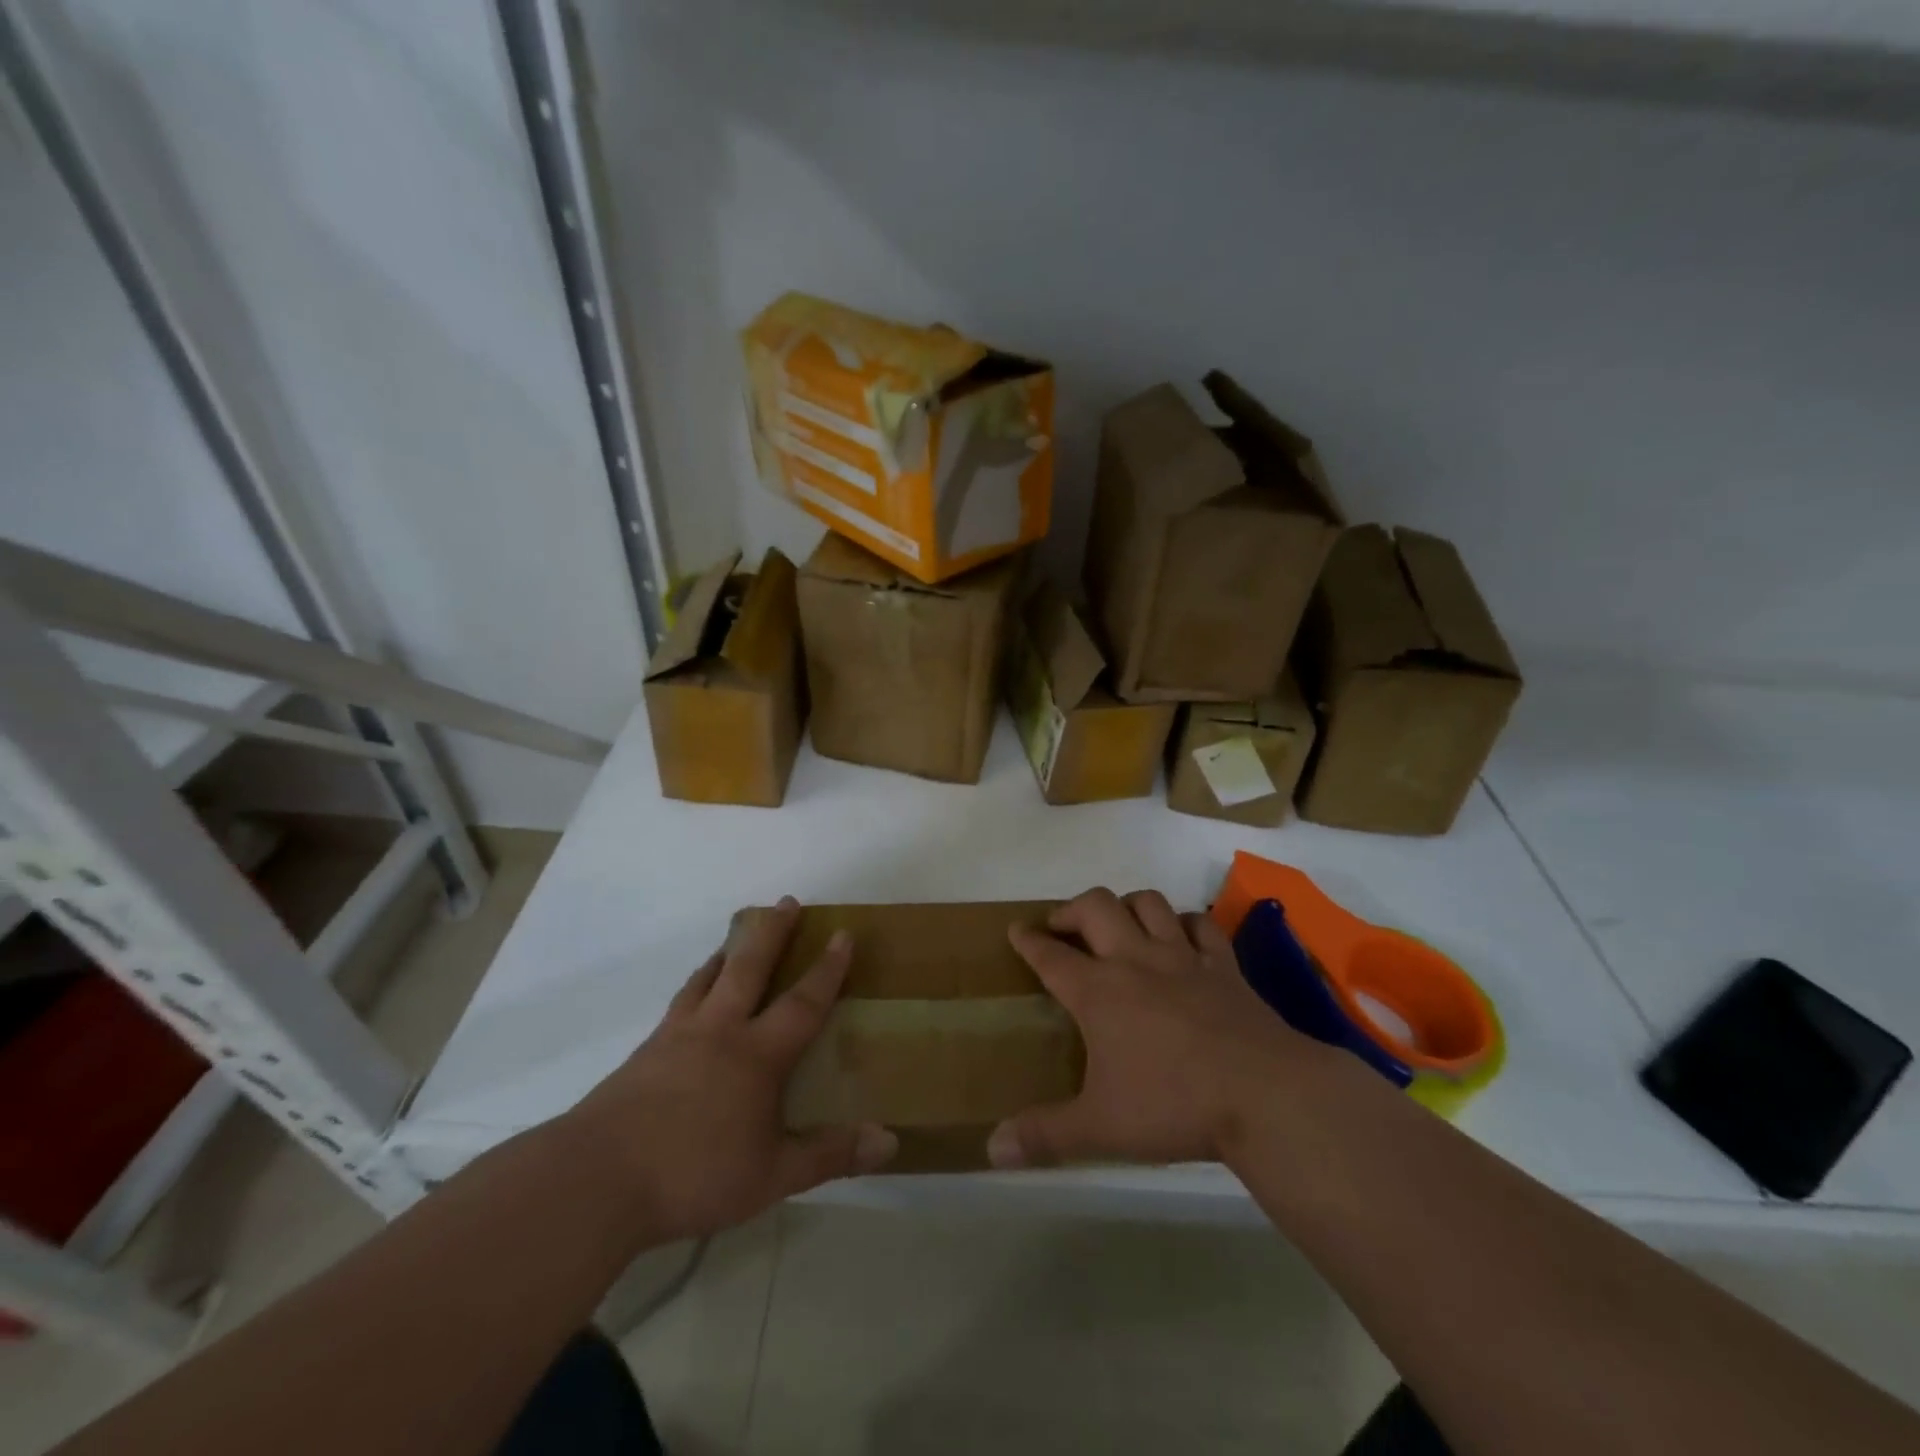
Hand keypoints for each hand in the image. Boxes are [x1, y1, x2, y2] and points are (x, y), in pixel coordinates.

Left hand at [568, 898, 896, 1241]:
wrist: (597, 1179)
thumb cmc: (694, 1174)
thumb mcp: (772, 1175)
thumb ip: (830, 1155)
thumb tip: (890, 1141)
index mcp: (756, 1055)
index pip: (803, 1002)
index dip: (828, 969)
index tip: (842, 934)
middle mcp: (719, 1031)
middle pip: (750, 967)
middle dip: (773, 932)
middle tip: (787, 900)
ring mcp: (677, 1036)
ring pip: (709, 978)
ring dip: (729, 951)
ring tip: (738, 935)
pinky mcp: (645, 1052)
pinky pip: (680, 1002)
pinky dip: (695, 984)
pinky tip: (693, 994)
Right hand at [987, 887, 1311, 1169]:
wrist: (1264, 1095)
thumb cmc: (1174, 1105)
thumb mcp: (1100, 1128)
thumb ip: (1044, 1135)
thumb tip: (992, 1150)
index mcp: (1098, 991)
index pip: (1050, 955)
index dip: (1028, 940)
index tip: (1016, 929)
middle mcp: (1135, 960)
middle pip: (1096, 907)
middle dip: (1072, 909)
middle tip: (1063, 927)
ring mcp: (1183, 957)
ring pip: (1148, 903)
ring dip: (1126, 905)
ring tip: (1118, 923)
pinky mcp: (1223, 965)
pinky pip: (1201, 924)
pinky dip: (1185, 923)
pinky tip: (1180, 937)